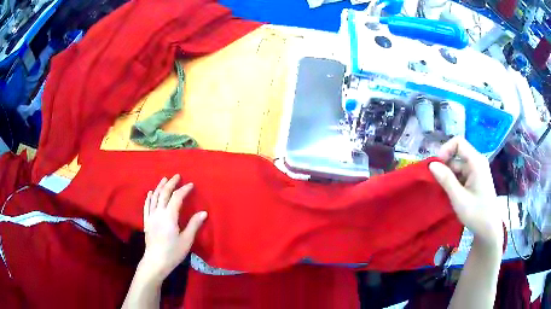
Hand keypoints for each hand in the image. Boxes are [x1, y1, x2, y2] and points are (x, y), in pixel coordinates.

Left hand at [139, 174, 206, 282]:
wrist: (156, 262)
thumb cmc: (173, 252)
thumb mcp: (187, 240)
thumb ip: (194, 225)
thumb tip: (204, 212)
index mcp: (169, 216)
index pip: (177, 198)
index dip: (184, 190)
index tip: (191, 185)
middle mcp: (158, 213)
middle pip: (164, 194)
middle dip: (171, 183)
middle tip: (177, 176)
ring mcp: (151, 217)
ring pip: (154, 197)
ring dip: (160, 187)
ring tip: (164, 179)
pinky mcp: (146, 222)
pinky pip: (146, 206)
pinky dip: (149, 198)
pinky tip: (150, 193)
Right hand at [429, 137, 502, 246]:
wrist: (489, 229)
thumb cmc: (476, 213)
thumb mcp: (459, 198)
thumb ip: (446, 179)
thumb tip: (431, 164)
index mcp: (476, 162)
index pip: (458, 143)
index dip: (445, 150)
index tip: (436, 167)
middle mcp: (477, 162)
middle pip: (457, 155)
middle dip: (445, 167)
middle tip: (437, 184)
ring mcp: (477, 170)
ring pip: (458, 165)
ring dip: (449, 176)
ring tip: (445, 192)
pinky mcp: (476, 178)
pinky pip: (462, 173)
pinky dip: (454, 181)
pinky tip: (452, 194)